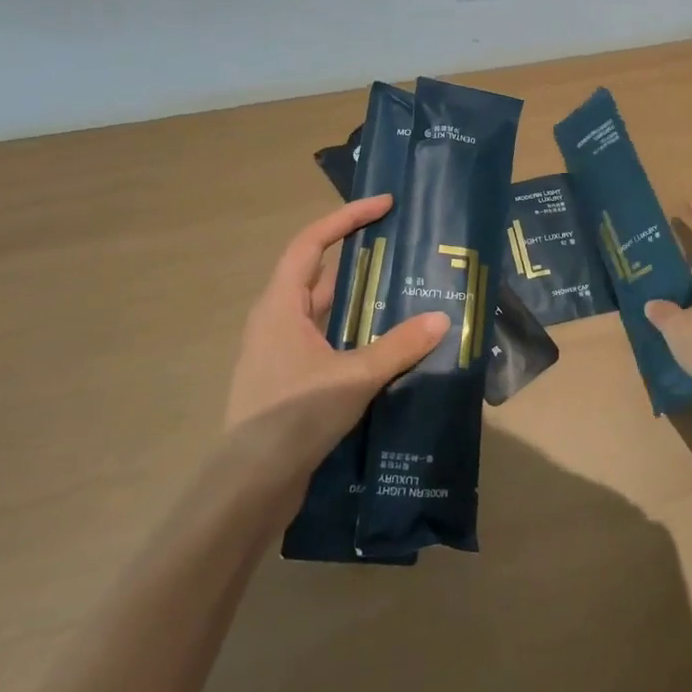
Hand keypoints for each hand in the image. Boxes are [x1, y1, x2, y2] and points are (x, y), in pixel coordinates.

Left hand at [224, 195, 448, 484]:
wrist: (250, 486)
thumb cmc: (293, 416)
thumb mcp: (353, 377)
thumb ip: (398, 346)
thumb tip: (440, 319)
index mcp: (280, 306)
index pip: (311, 243)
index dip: (347, 218)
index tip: (384, 205)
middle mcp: (277, 321)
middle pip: (320, 276)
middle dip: (362, 261)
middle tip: (405, 252)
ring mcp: (281, 353)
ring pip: (326, 313)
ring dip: (362, 303)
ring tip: (407, 296)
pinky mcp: (290, 381)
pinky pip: (328, 342)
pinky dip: (356, 336)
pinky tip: (388, 348)